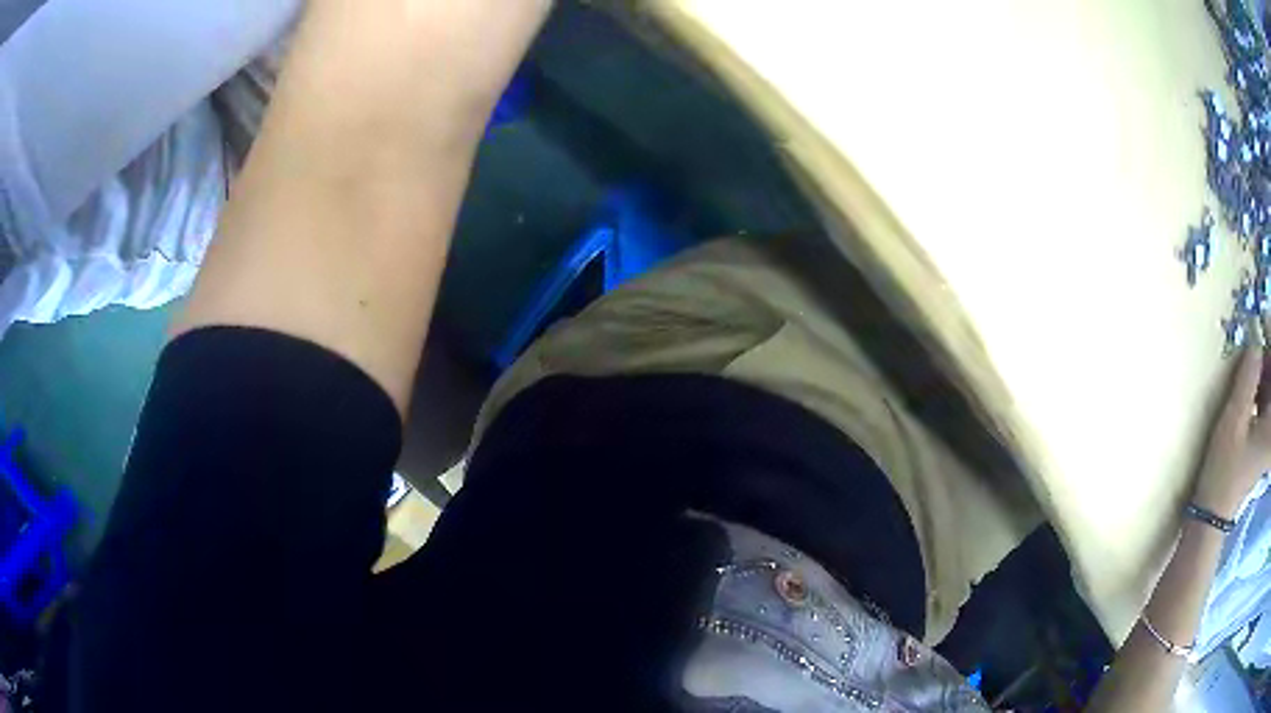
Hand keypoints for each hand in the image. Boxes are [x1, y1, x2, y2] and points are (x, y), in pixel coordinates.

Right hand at [1193, 339, 1270, 519]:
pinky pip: (1267, 403)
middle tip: (1255, 342)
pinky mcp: (1264, 439)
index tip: (1263, 321)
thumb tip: (1256, 340)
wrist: (1213, 513)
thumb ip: (1248, 376)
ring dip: (1264, 372)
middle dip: (1267, 358)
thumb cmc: (1224, 469)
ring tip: (1250, 363)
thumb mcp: (1234, 419)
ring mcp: (1270, 436)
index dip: (1270, 345)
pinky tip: (1251, 386)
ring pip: (1270, 391)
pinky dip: (1262, 388)